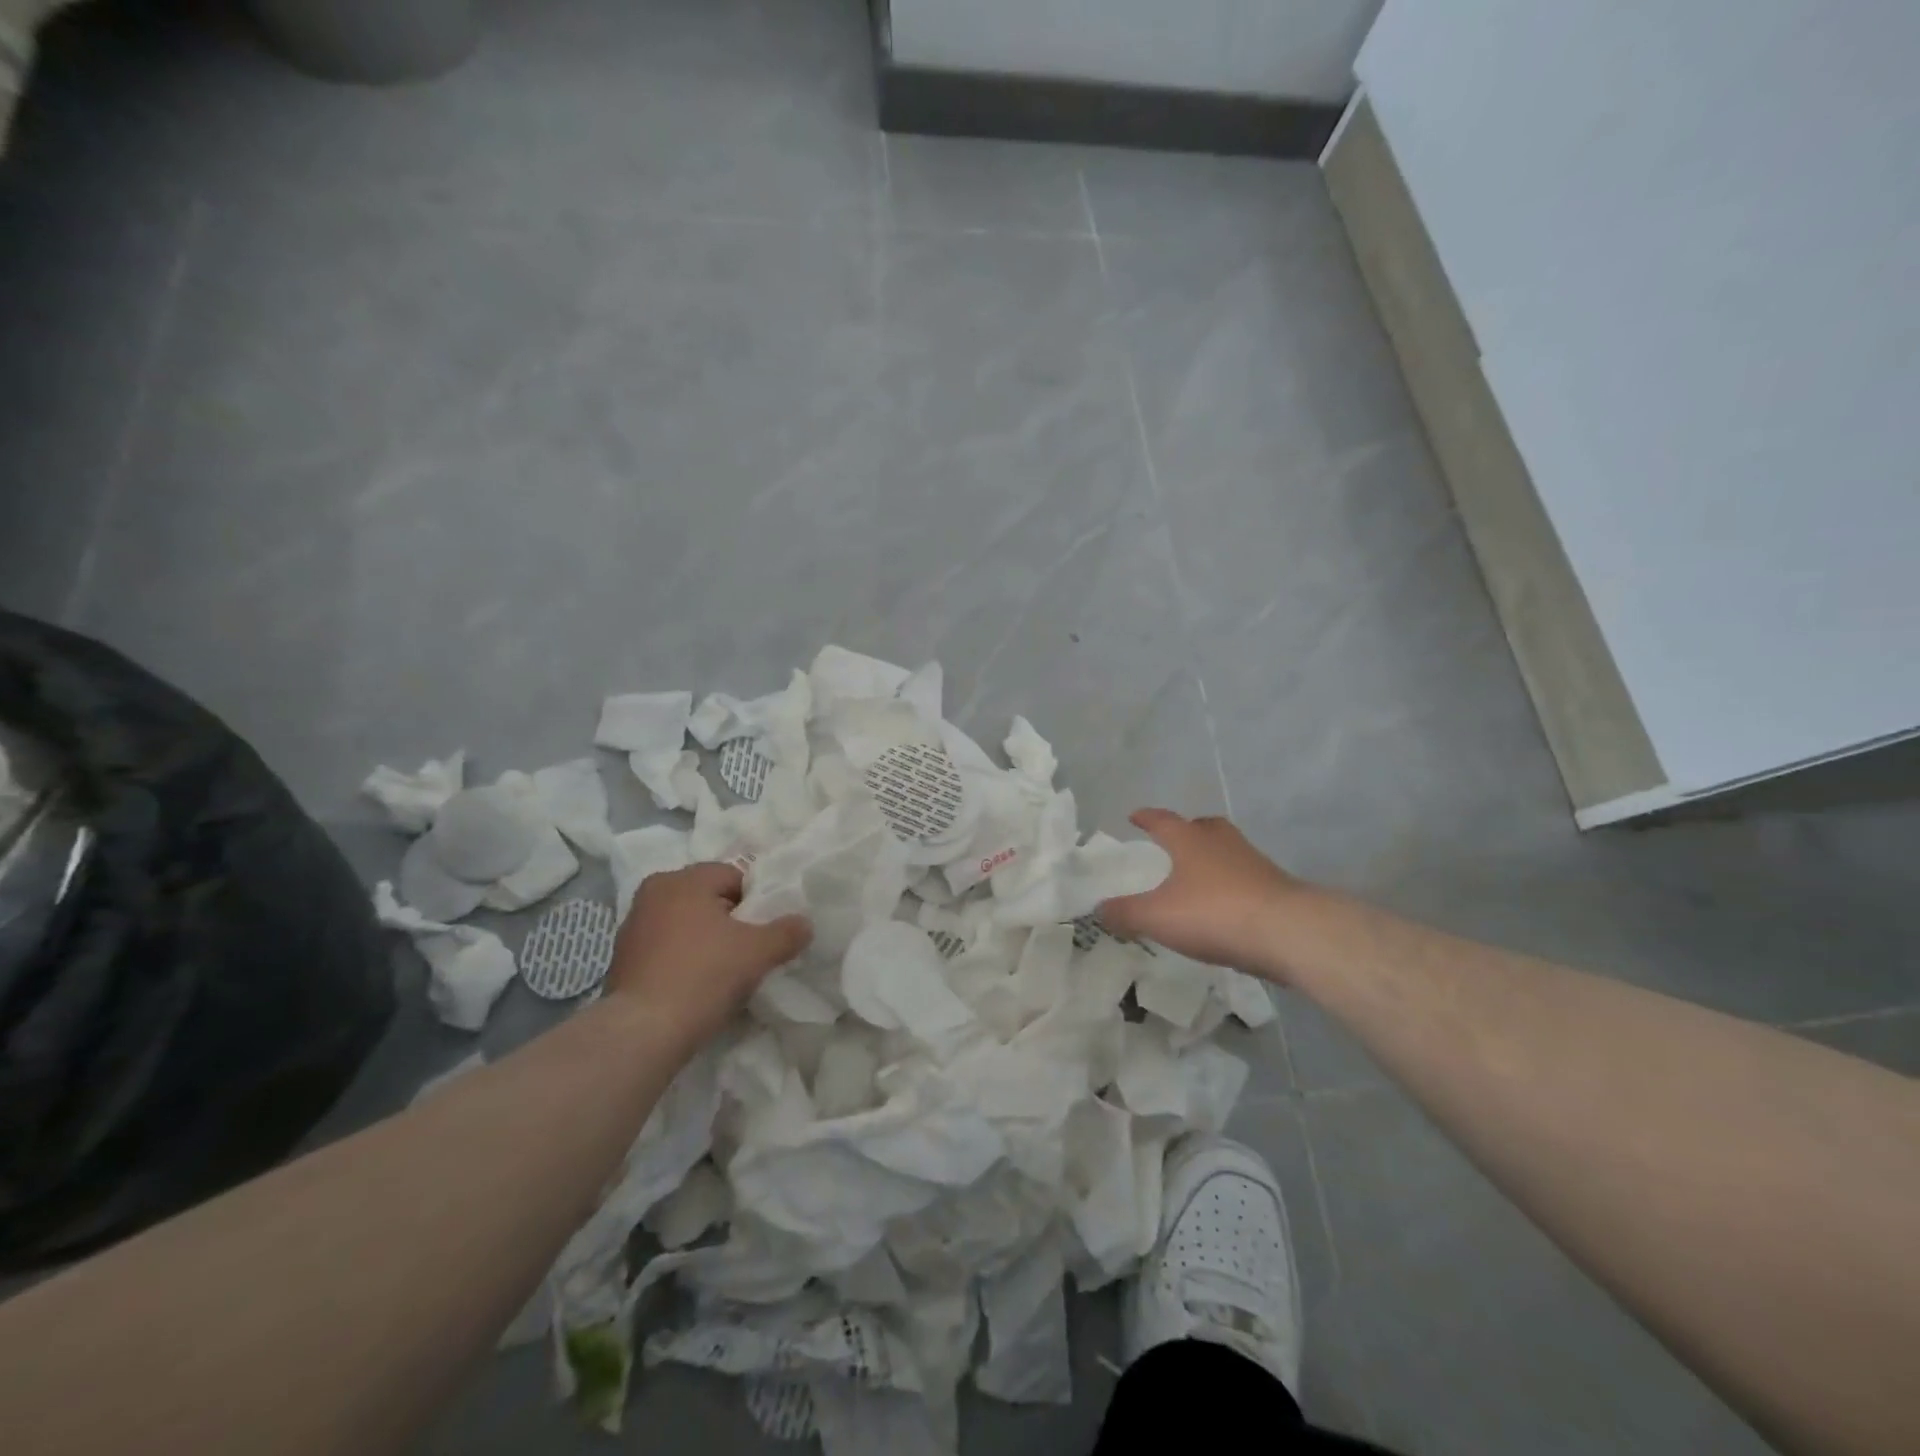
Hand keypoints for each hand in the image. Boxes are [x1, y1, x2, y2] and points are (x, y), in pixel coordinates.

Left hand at [605, 862, 811, 1045]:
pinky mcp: (622, 960)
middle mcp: (653, 893)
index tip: (764, 930)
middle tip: (749, 949)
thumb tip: (805, 923)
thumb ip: (787, 932)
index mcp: (682, 880)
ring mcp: (632, 927)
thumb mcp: (758, 952)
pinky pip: (666, 949)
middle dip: (730, 920)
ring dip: (705, 940)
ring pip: (685, 924)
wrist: (642, 1033)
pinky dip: (683, 959)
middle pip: (708, 899)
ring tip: (723, 971)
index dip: (756, 902)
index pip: (733, 876)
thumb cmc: (703, 976)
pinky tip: (696, 986)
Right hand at [1099, 809, 1305, 980]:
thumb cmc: (1214, 912)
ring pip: (1227, 852)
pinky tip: (1224, 908)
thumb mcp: (1157, 916)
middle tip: (1174, 842)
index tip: (1134, 816)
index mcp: (1190, 840)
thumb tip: (1099, 908)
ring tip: (1196, 879)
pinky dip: (1230, 887)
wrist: (1289, 931)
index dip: (1146, 818)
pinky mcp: (1276, 888)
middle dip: (1186, 832)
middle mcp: (1222, 842)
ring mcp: (1253, 862)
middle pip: (1202, 828)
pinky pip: (1244, 879)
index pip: (1162, 820)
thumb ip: (1125, 912)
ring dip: (1211, 860)